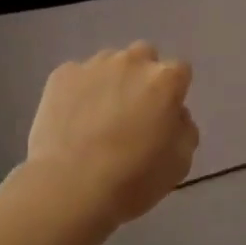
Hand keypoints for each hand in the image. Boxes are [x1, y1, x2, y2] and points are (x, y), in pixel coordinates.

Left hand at [24, 42, 198, 228]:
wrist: (69, 187)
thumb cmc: (133, 179)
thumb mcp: (180, 162)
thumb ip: (184, 128)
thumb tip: (174, 114)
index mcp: (165, 79)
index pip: (179, 71)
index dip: (173, 93)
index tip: (164, 115)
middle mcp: (131, 61)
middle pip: (144, 57)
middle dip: (143, 77)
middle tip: (133, 111)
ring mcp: (93, 65)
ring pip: (109, 63)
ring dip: (111, 82)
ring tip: (98, 117)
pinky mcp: (61, 75)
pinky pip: (77, 76)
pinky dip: (79, 92)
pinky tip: (72, 121)